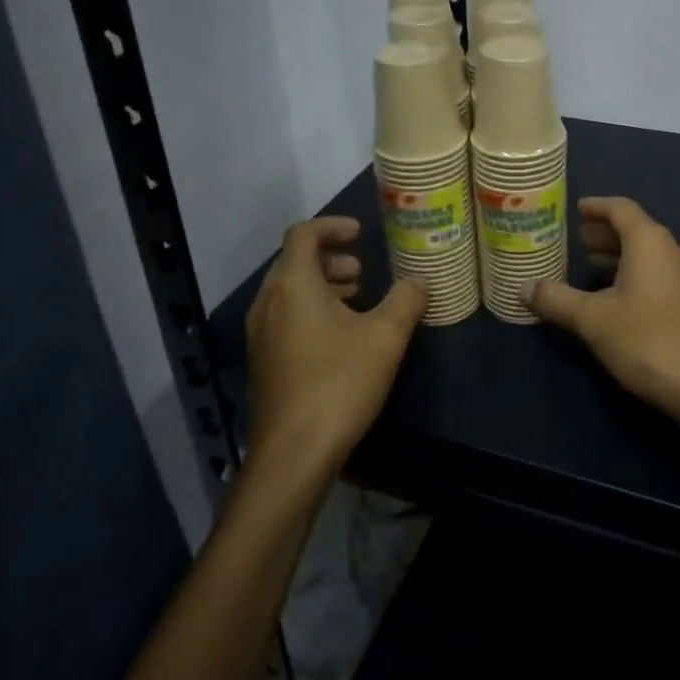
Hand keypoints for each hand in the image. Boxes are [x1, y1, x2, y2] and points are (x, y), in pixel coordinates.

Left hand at [246, 218, 425, 472]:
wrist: (293, 454)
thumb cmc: (339, 383)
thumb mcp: (385, 337)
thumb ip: (406, 300)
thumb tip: (419, 282)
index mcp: (293, 285)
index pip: (303, 234)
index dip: (332, 226)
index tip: (361, 233)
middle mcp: (269, 303)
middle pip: (294, 261)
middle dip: (331, 258)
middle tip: (363, 271)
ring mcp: (261, 334)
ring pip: (289, 291)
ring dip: (322, 285)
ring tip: (357, 299)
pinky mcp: (264, 361)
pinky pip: (286, 316)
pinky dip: (312, 309)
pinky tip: (341, 336)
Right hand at [530, 198, 679, 432]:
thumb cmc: (648, 341)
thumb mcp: (593, 320)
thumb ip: (557, 299)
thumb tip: (524, 287)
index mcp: (650, 242)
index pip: (621, 209)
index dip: (597, 206)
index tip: (576, 209)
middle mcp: (673, 251)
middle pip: (636, 229)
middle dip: (606, 231)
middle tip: (577, 238)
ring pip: (649, 254)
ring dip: (620, 254)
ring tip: (591, 264)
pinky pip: (659, 274)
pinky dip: (634, 273)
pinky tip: (617, 297)